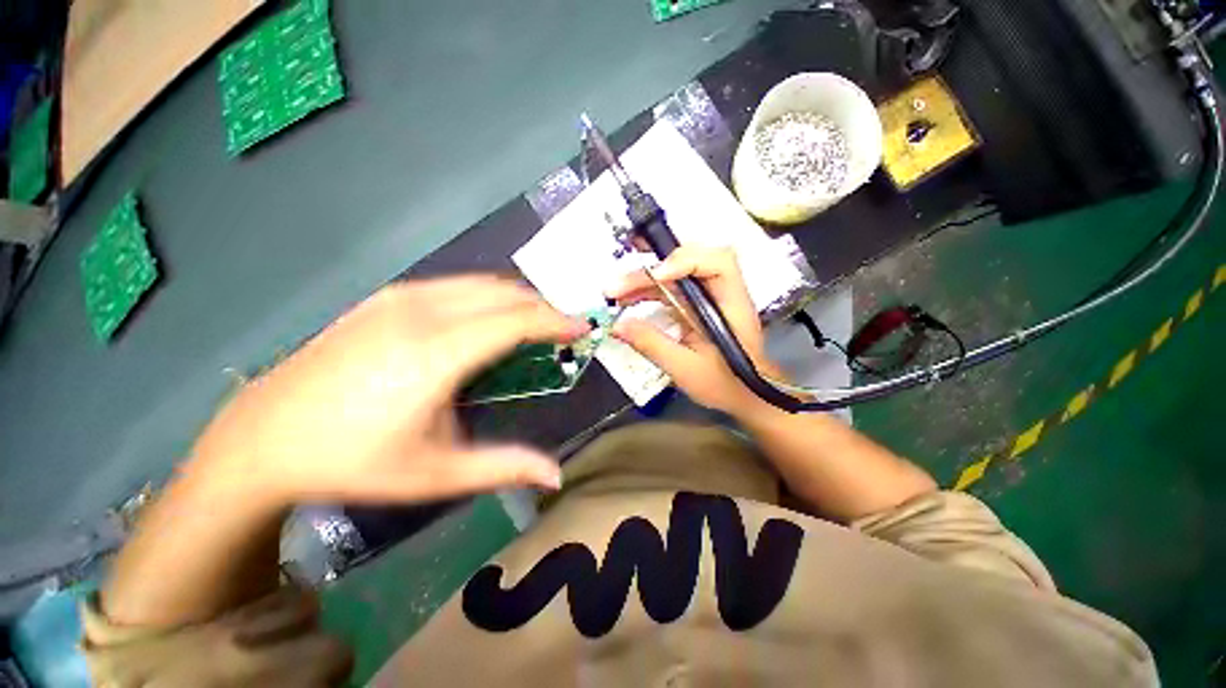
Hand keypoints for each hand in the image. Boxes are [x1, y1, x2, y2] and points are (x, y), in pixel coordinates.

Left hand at [189, 276, 587, 507]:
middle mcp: (422, 314)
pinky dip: (486, 296)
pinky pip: (455, 285)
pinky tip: (485, 321)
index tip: (582, 328)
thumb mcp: (436, 474)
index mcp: (437, 354)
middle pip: (505, 294)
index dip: (556, 321)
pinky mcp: (386, 297)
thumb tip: (556, 476)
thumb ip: (504, 467)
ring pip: (481, 283)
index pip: (517, 322)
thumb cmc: (353, 461)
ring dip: (515, 300)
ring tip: (531, 326)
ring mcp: (400, 299)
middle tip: (560, 333)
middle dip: (542, 308)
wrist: (263, 439)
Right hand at [605, 246, 779, 415]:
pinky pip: (669, 288)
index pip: (717, 263)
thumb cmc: (723, 384)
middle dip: (651, 270)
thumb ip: (651, 344)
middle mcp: (720, 292)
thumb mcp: (685, 368)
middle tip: (618, 287)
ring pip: (675, 273)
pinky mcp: (694, 304)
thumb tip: (617, 325)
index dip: (686, 261)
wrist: (741, 395)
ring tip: (616, 294)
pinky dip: (647, 291)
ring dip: (644, 280)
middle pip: (690, 261)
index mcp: (731, 304)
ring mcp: (706, 297)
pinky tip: (628, 300)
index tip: (655, 276)